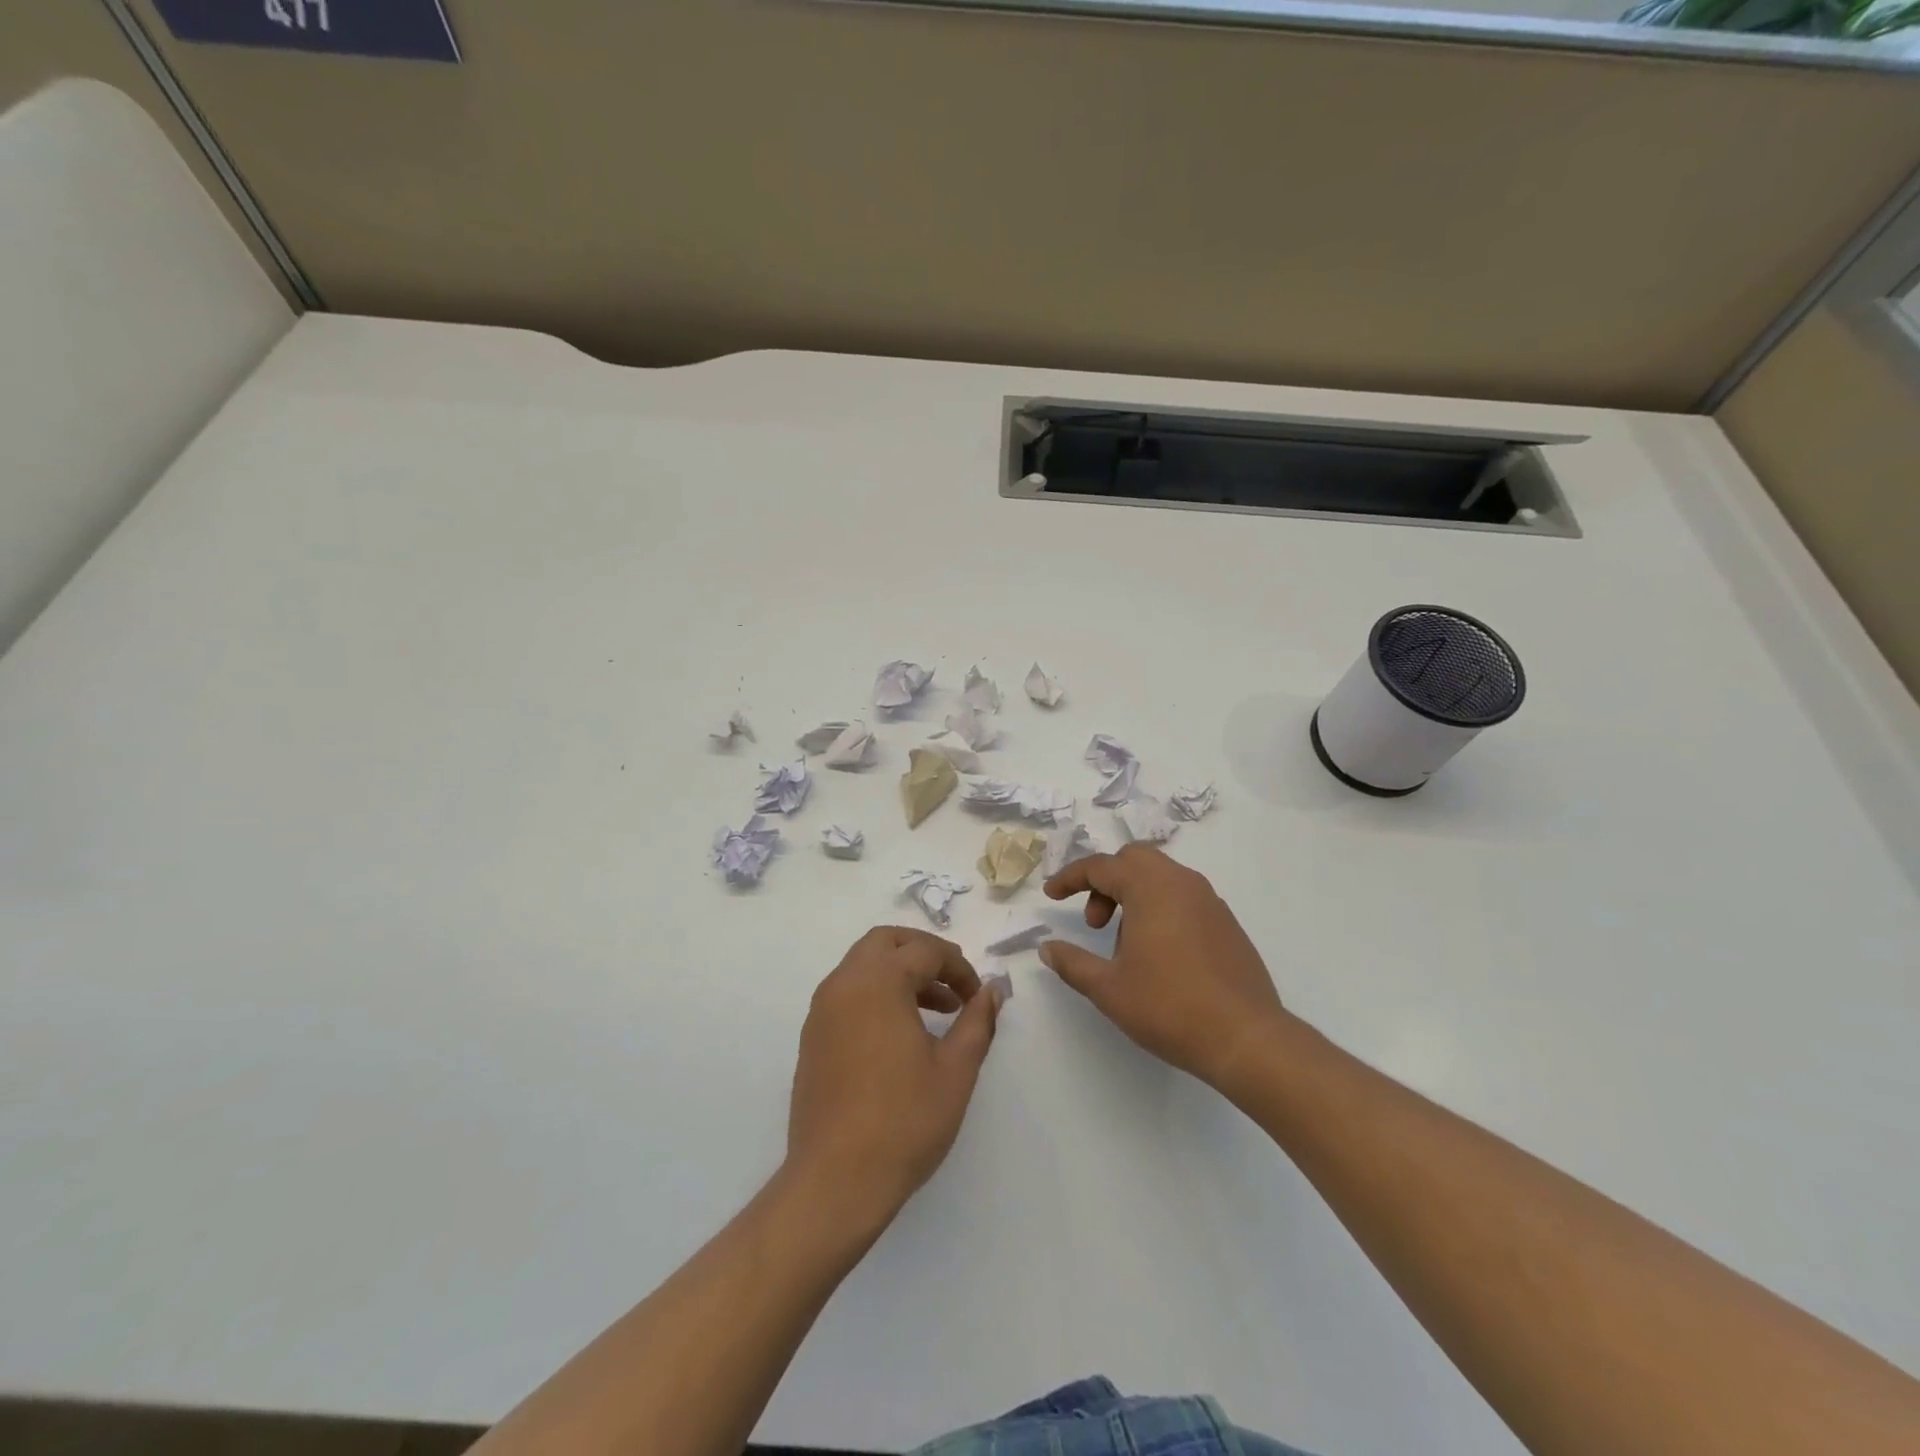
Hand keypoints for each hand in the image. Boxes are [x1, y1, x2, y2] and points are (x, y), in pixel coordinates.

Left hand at [787, 927, 1003, 1227]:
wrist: (835, 1181)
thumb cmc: (903, 1121)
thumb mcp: (955, 1070)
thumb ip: (977, 1021)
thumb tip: (993, 989)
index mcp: (878, 982)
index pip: (925, 951)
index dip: (958, 967)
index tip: (978, 996)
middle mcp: (844, 984)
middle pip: (886, 942)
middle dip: (923, 952)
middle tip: (953, 982)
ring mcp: (822, 1010)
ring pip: (863, 965)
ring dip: (900, 973)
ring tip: (937, 1010)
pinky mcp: (813, 1036)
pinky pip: (848, 992)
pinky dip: (877, 993)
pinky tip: (901, 1033)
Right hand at [1041, 845, 1286, 1091]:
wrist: (1246, 1038)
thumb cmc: (1170, 1008)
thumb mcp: (1108, 989)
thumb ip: (1072, 963)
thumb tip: (1047, 949)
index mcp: (1151, 888)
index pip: (1101, 866)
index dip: (1070, 878)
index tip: (1051, 895)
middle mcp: (1182, 883)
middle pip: (1134, 860)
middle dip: (1105, 882)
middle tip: (1094, 923)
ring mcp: (1210, 901)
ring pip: (1161, 877)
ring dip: (1133, 896)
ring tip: (1124, 946)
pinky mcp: (1226, 923)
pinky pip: (1183, 898)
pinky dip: (1159, 908)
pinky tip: (1157, 954)